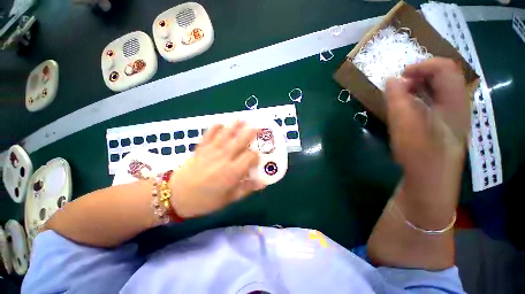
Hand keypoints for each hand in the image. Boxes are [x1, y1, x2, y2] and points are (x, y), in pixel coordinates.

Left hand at [168, 121, 265, 217]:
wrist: (175, 196)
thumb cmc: (204, 201)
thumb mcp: (228, 199)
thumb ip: (246, 189)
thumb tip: (263, 183)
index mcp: (232, 172)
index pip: (250, 157)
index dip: (256, 155)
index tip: (257, 157)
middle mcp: (224, 158)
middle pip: (240, 141)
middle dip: (250, 133)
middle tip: (258, 127)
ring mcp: (211, 151)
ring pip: (226, 135)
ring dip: (235, 126)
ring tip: (242, 119)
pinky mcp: (200, 149)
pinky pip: (208, 135)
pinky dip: (214, 128)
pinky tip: (220, 123)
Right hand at [385, 57, 469, 227]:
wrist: (428, 185)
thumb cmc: (420, 160)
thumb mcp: (407, 130)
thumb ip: (399, 103)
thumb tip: (392, 80)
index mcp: (455, 104)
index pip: (446, 69)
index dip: (422, 65)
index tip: (399, 76)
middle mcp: (457, 106)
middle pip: (443, 76)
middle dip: (419, 74)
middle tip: (397, 85)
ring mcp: (449, 115)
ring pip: (437, 88)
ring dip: (417, 85)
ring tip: (398, 94)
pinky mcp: (439, 124)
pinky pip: (431, 100)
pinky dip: (416, 97)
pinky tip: (404, 106)